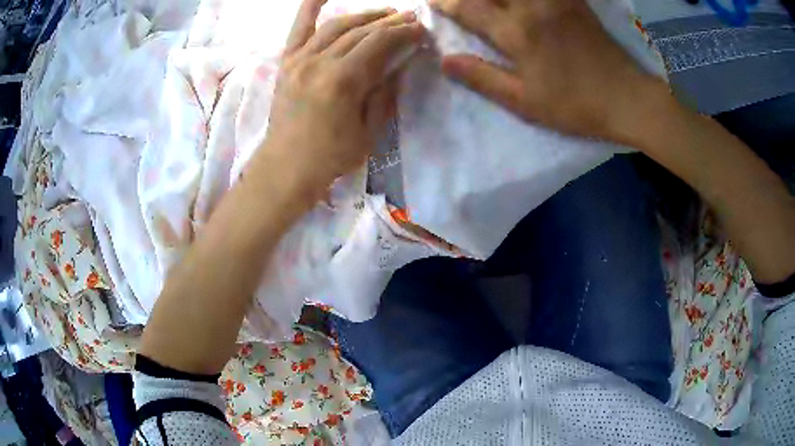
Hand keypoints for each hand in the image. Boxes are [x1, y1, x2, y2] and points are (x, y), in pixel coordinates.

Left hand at [263, 0, 423, 199]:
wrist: (286, 166)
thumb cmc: (330, 156)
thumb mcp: (368, 131)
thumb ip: (383, 94)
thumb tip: (398, 65)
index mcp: (342, 81)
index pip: (379, 44)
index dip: (404, 33)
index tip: (421, 30)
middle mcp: (319, 62)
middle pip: (360, 31)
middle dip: (390, 22)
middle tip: (411, 18)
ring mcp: (299, 59)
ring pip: (336, 25)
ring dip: (364, 15)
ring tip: (385, 13)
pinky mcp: (287, 63)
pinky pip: (298, 28)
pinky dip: (310, 7)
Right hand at [430, 0, 666, 142]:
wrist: (626, 98)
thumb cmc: (575, 105)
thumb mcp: (525, 102)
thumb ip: (483, 78)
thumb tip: (445, 61)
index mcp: (517, 33)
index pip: (469, 8)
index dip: (445, 3)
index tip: (432, 2)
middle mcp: (532, 7)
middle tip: (459, 0)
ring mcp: (555, 0)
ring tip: (489, 2)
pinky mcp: (573, 0)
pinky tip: (524, 3)